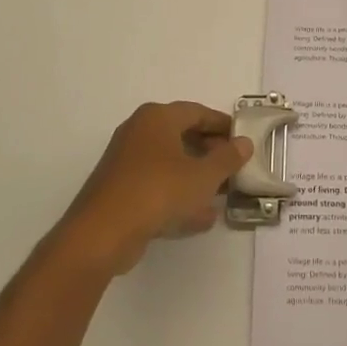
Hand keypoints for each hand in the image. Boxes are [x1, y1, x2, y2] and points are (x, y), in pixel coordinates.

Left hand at [57, 102, 252, 275]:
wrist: (102, 233)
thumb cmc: (158, 192)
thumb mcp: (203, 176)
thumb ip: (227, 158)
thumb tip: (244, 143)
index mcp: (157, 118)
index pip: (197, 112)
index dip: (222, 125)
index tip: (242, 140)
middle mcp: (139, 132)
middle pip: (182, 135)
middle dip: (210, 152)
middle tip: (233, 168)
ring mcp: (126, 162)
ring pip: (170, 163)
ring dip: (196, 177)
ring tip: (222, 195)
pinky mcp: (120, 190)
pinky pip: (157, 186)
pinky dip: (178, 196)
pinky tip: (200, 218)